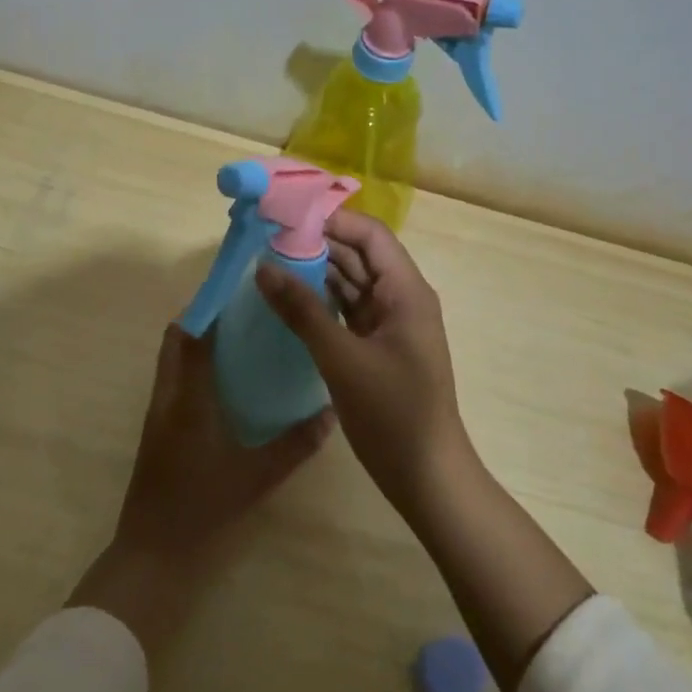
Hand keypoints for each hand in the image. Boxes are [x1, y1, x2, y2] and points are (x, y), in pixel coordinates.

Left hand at [69, 325, 328, 657]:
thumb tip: (330, 414)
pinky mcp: (158, 431)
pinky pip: (175, 382)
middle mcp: (167, 398)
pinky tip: (227, 382)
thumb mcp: (257, 478)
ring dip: (198, 342)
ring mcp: (158, 415)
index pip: (192, 336)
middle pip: (176, 341)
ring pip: (173, 361)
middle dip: (204, 319)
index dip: (211, 308)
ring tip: (240, 337)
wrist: (154, 555)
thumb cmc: (203, 511)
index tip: (242, 291)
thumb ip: (295, 445)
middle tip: (244, 311)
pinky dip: (195, 368)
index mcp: (187, 399)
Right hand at [254, 211, 473, 509]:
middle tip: (267, 239)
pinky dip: (323, 302)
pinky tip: (290, 300)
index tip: (286, 217)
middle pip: (360, 256)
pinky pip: (350, 310)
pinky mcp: (380, 347)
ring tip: (270, 263)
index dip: (331, 220)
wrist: (426, 475)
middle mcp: (402, 299)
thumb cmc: (392, 413)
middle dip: (318, 244)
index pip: (370, 235)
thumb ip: (303, 311)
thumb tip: (264, 267)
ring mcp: (391, 324)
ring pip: (353, 283)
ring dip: (318, 273)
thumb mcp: (342, 359)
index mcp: (405, 291)